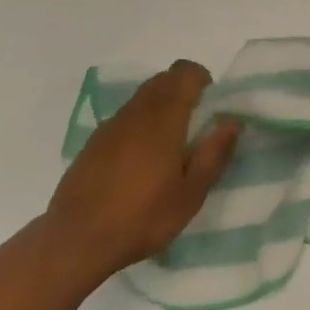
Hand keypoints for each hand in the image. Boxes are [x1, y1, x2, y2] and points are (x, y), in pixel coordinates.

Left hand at [45, 60, 239, 280]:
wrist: (78, 237)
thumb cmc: (143, 217)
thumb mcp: (190, 194)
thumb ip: (214, 154)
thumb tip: (232, 122)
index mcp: (164, 117)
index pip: (184, 72)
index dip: (201, 78)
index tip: (210, 103)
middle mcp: (136, 111)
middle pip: (162, 79)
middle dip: (182, 90)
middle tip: (195, 126)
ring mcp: (111, 124)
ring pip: (142, 97)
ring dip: (160, 106)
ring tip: (169, 146)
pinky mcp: (94, 141)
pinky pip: (124, 117)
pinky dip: (139, 123)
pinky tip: (140, 161)